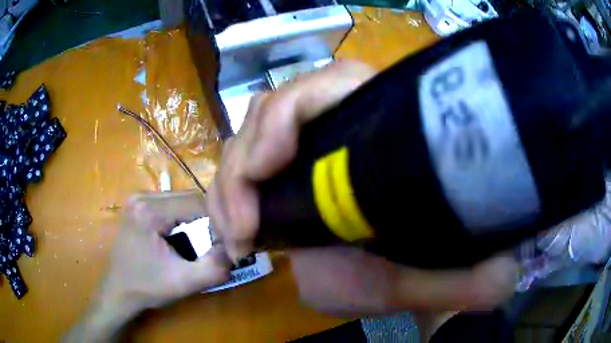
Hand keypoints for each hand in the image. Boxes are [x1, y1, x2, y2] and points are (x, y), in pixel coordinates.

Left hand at [65, 191, 230, 341]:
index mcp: (148, 210)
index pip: (196, 203)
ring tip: (197, 243)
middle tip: (211, 245)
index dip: (216, 222)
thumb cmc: (147, 287)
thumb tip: (236, 249)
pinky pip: (169, 205)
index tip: (224, 244)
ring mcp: (137, 199)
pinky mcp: (137, 206)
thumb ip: (214, 268)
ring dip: (194, 220)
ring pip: (180, 200)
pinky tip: (180, 238)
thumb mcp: (183, 283)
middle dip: (205, 221)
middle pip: (188, 198)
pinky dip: (182, 219)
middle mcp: (141, 196)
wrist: (118, 291)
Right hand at [206, 60, 517, 315]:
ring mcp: (305, 150)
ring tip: (236, 236)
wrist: (391, 282)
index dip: (290, 112)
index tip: (266, 168)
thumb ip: (463, 281)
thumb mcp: (426, 282)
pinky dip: (226, 196)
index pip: (331, 82)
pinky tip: (232, 234)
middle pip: (274, 107)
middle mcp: (339, 127)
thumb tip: (499, 277)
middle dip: (244, 160)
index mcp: (380, 131)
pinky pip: (239, 167)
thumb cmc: (407, 275)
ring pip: (248, 137)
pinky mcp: (281, 176)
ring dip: (229, 184)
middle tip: (243, 227)